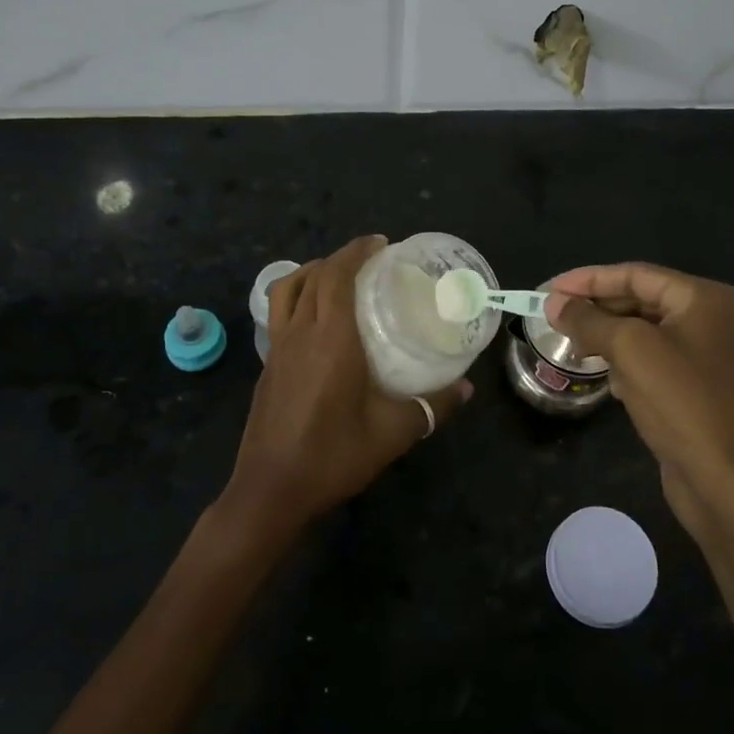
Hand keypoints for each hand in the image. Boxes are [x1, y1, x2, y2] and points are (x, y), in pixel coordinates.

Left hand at [223, 235, 472, 537]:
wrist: (270, 490)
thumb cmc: (332, 455)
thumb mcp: (392, 433)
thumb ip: (431, 407)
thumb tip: (466, 388)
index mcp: (330, 339)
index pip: (336, 276)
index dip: (355, 252)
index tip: (379, 243)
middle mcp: (299, 333)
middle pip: (312, 276)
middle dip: (339, 258)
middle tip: (370, 259)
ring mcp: (277, 349)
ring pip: (288, 291)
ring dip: (312, 273)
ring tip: (339, 278)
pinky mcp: (267, 366)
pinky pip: (280, 314)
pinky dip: (299, 298)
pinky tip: (318, 322)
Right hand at [543, 263, 733, 534]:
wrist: (726, 482)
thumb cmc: (681, 402)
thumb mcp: (629, 350)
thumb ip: (588, 320)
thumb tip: (553, 303)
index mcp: (704, 298)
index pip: (635, 274)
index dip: (588, 279)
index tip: (548, 290)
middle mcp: (712, 319)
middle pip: (641, 300)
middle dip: (597, 309)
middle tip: (553, 317)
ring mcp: (709, 355)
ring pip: (645, 332)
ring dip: (608, 337)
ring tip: (572, 345)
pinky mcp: (700, 387)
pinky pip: (655, 360)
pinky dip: (628, 362)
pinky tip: (607, 378)